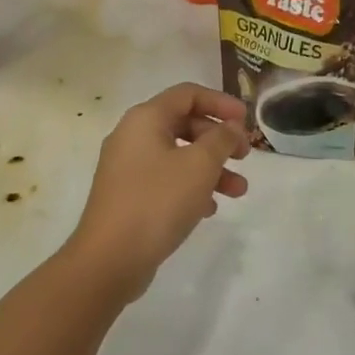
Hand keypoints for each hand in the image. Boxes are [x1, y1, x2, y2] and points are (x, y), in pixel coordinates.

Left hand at [62, 83, 250, 303]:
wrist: (108, 260)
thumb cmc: (157, 202)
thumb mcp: (200, 165)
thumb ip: (221, 139)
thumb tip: (231, 127)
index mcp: (146, 119)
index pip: (188, 94)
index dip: (221, 102)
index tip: (246, 120)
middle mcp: (132, 136)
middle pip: (184, 124)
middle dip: (219, 139)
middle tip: (244, 156)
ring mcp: (127, 168)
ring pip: (178, 156)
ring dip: (211, 168)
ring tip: (239, 191)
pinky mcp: (128, 196)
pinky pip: (166, 180)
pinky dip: (191, 187)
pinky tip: (209, 208)